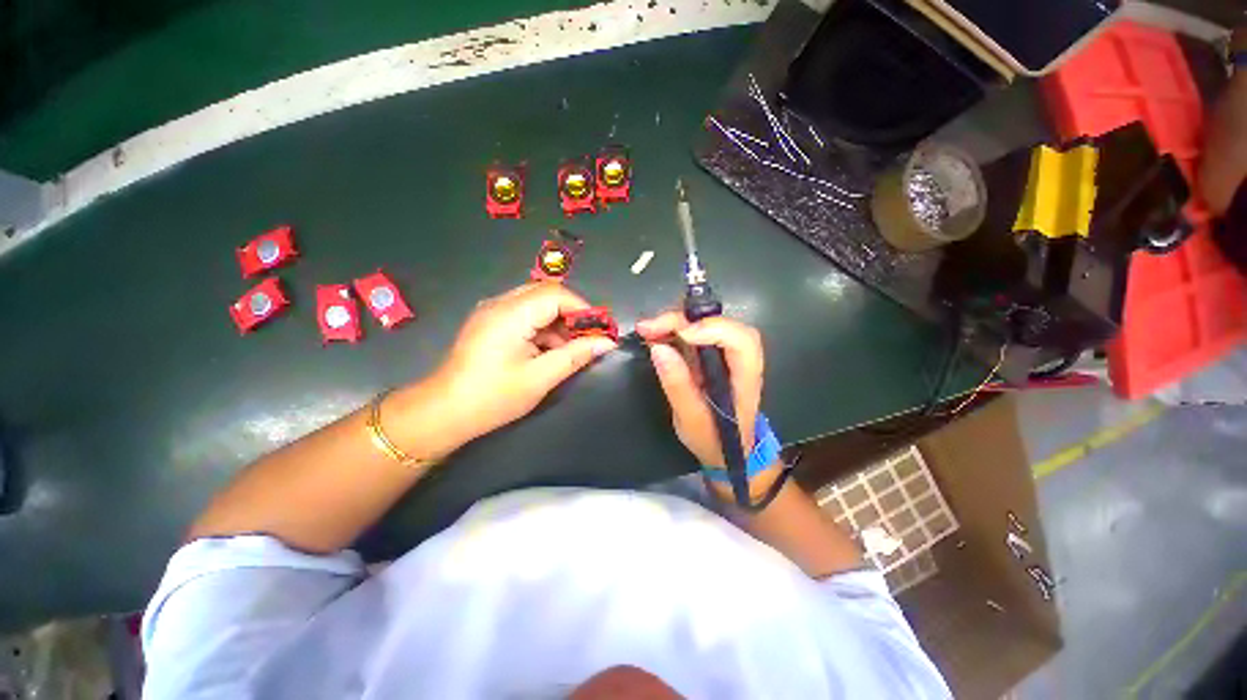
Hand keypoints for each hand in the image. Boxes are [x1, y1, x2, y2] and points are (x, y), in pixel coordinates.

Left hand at [432, 283, 616, 444]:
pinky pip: (525, 314)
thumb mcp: (540, 378)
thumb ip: (575, 356)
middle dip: (572, 315)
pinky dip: (543, 328)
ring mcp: (493, 311)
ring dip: (558, 323)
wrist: (444, 412)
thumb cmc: (492, 397)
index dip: (583, 309)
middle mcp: (500, 303)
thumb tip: (606, 343)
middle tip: (588, 339)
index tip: (600, 332)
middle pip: (547, 294)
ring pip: (537, 303)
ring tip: (570, 350)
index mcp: (510, 314)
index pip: (556, 294)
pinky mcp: (491, 322)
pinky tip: (549, 351)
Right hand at [636, 312, 766, 472]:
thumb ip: (678, 386)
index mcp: (745, 378)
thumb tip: (658, 348)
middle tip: (649, 327)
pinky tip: (655, 334)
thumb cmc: (712, 440)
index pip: (741, 341)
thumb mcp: (691, 420)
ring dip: (676, 322)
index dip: (714, 329)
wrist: (724, 450)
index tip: (681, 334)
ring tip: (647, 329)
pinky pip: (695, 333)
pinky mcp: (711, 354)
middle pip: (721, 324)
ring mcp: (725, 354)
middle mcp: (739, 359)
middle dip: (684, 320)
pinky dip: (674, 330)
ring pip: (707, 324)